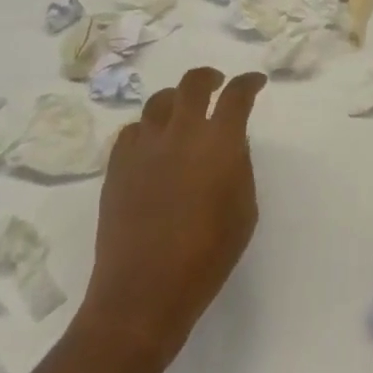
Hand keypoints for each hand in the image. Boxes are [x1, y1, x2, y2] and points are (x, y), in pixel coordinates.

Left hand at [78, 67, 265, 365]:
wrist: (142, 294)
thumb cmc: (206, 257)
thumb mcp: (244, 210)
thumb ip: (239, 167)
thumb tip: (228, 146)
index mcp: (219, 141)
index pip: (237, 95)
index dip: (249, 83)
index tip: (256, 82)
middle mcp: (181, 131)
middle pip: (192, 83)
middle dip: (209, 78)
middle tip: (216, 84)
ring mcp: (144, 146)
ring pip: (158, 101)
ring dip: (176, 101)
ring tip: (182, 113)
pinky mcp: (116, 166)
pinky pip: (132, 131)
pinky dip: (147, 130)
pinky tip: (152, 145)